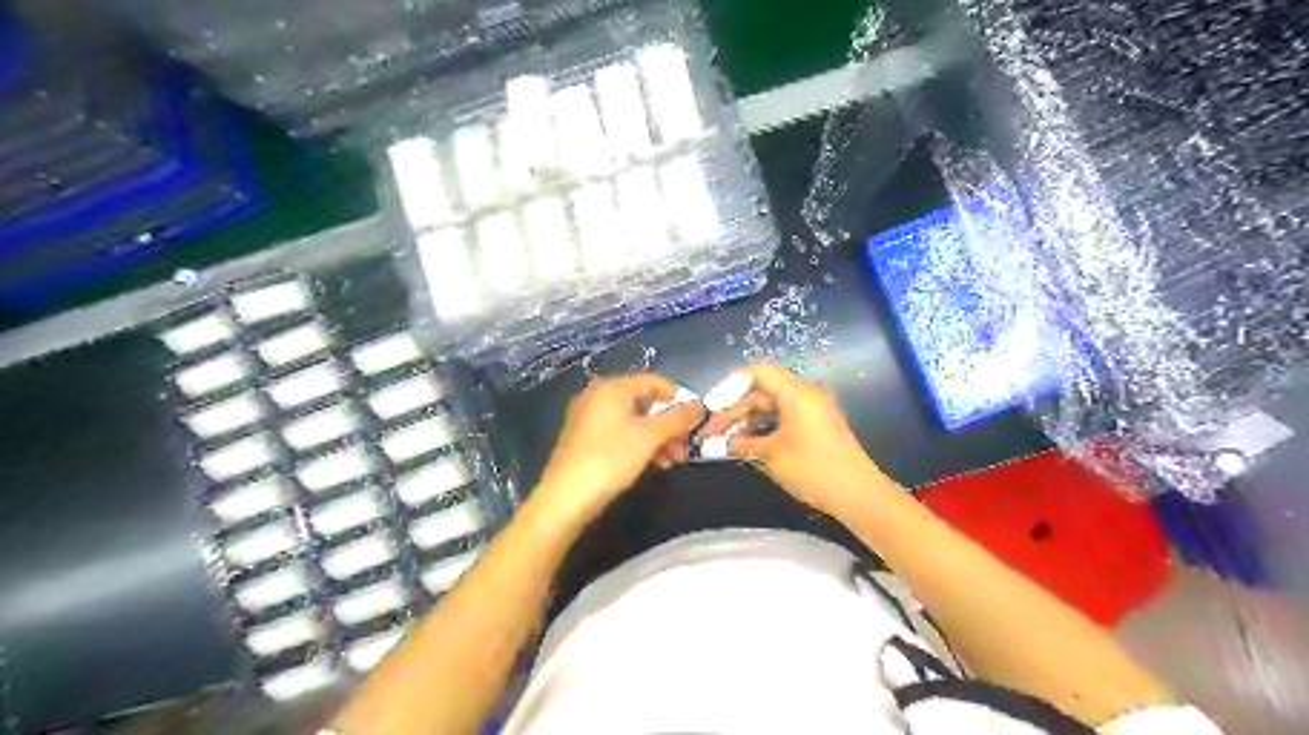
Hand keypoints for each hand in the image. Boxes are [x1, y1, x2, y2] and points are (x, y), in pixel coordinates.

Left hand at [534, 377, 706, 525]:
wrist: (565, 498)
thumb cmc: (611, 458)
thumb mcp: (650, 437)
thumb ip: (678, 418)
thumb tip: (700, 406)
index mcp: (612, 388)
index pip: (653, 380)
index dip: (678, 397)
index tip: (695, 419)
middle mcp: (597, 396)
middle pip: (643, 401)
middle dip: (668, 423)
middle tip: (685, 447)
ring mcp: (588, 418)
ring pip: (632, 420)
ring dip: (657, 437)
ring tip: (671, 461)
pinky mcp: (583, 440)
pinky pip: (618, 433)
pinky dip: (638, 444)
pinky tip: (651, 464)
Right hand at [707, 362, 889, 515]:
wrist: (859, 495)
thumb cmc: (814, 470)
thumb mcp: (771, 456)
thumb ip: (743, 444)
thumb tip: (722, 442)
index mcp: (797, 393)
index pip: (758, 372)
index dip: (731, 386)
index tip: (713, 408)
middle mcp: (806, 393)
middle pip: (763, 389)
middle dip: (736, 409)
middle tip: (712, 433)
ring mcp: (814, 408)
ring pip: (772, 404)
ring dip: (748, 420)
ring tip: (727, 441)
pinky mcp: (817, 424)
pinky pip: (785, 415)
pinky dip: (765, 426)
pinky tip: (749, 444)